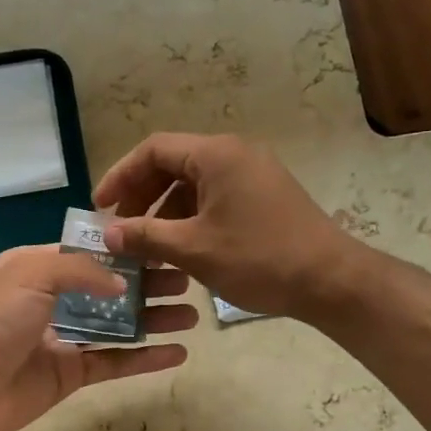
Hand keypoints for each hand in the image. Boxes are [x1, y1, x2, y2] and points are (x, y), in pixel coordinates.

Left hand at [0, 246, 196, 430]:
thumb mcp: (30, 273)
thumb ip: (79, 268)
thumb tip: (121, 284)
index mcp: (36, 268)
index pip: (87, 253)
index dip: (124, 251)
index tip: (163, 246)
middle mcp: (51, 300)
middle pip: (109, 289)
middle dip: (147, 284)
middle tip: (187, 281)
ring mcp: (62, 338)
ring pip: (116, 325)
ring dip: (152, 319)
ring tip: (192, 315)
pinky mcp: (70, 374)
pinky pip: (114, 362)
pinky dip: (145, 358)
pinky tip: (178, 352)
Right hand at [95, 133, 361, 321]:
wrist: (331, 281)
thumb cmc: (259, 259)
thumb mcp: (193, 249)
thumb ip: (145, 236)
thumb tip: (107, 234)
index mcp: (216, 155)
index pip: (153, 150)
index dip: (120, 175)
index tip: (100, 207)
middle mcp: (234, 153)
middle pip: (172, 163)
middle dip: (141, 194)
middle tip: (120, 227)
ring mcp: (253, 173)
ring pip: (193, 182)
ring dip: (164, 209)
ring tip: (146, 243)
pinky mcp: (264, 194)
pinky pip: (214, 195)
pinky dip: (190, 216)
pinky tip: (179, 246)